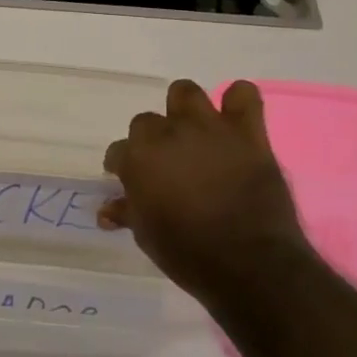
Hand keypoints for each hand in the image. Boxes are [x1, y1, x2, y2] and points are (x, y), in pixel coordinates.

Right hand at [99, 79, 311, 301]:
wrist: (250, 264)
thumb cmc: (187, 253)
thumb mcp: (146, 235)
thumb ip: (128, 212)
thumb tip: (107, 210)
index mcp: (137, 159)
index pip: (118, 150)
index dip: (123, 166)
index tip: (130, 181)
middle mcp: (167, 135)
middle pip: (146, 121)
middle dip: (152, 140)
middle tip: (165, 162)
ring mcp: (208, 129)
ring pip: (185, 92)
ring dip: (185, 109)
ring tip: (193, 131)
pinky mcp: (247, 134)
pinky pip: (243, 95)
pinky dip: (237, 102)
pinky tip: (235, 119)